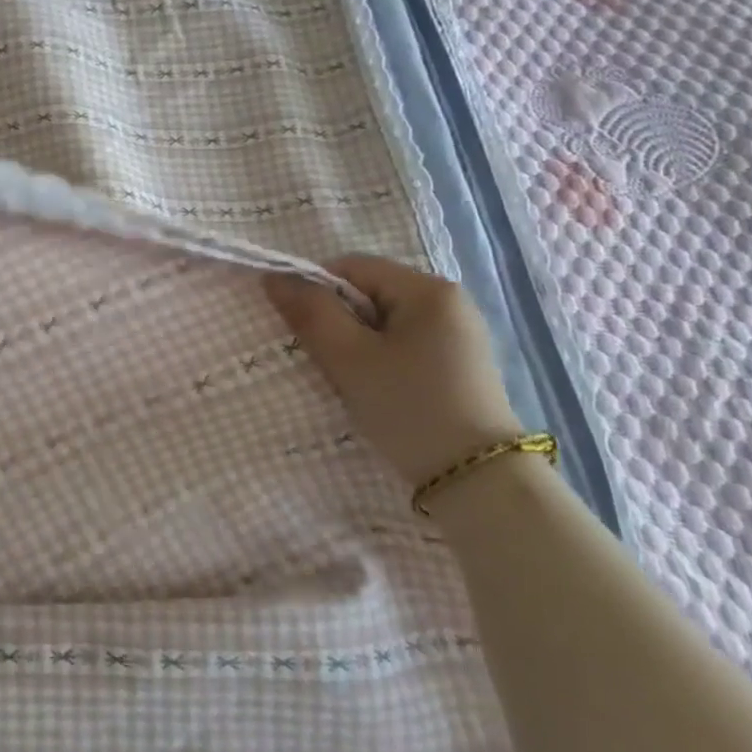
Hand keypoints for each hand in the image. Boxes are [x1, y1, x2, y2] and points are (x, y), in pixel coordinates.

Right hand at [265, 255, 522, 486]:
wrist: (479, 484)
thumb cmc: (409, 408)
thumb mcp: (349, 358)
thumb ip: (310, 312)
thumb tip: (273, 277)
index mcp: (428, 289)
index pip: (351, 267)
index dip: (317, 291)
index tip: (303, 330)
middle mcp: (449, 301)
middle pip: (368, 293)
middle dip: (338, 321)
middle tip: (326, 360)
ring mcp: (458, 334)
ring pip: (383, 322)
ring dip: (356, 343)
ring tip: (351, 380)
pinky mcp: (460, 365)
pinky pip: (403, 344)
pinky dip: (380, 359)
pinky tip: (378, 391)